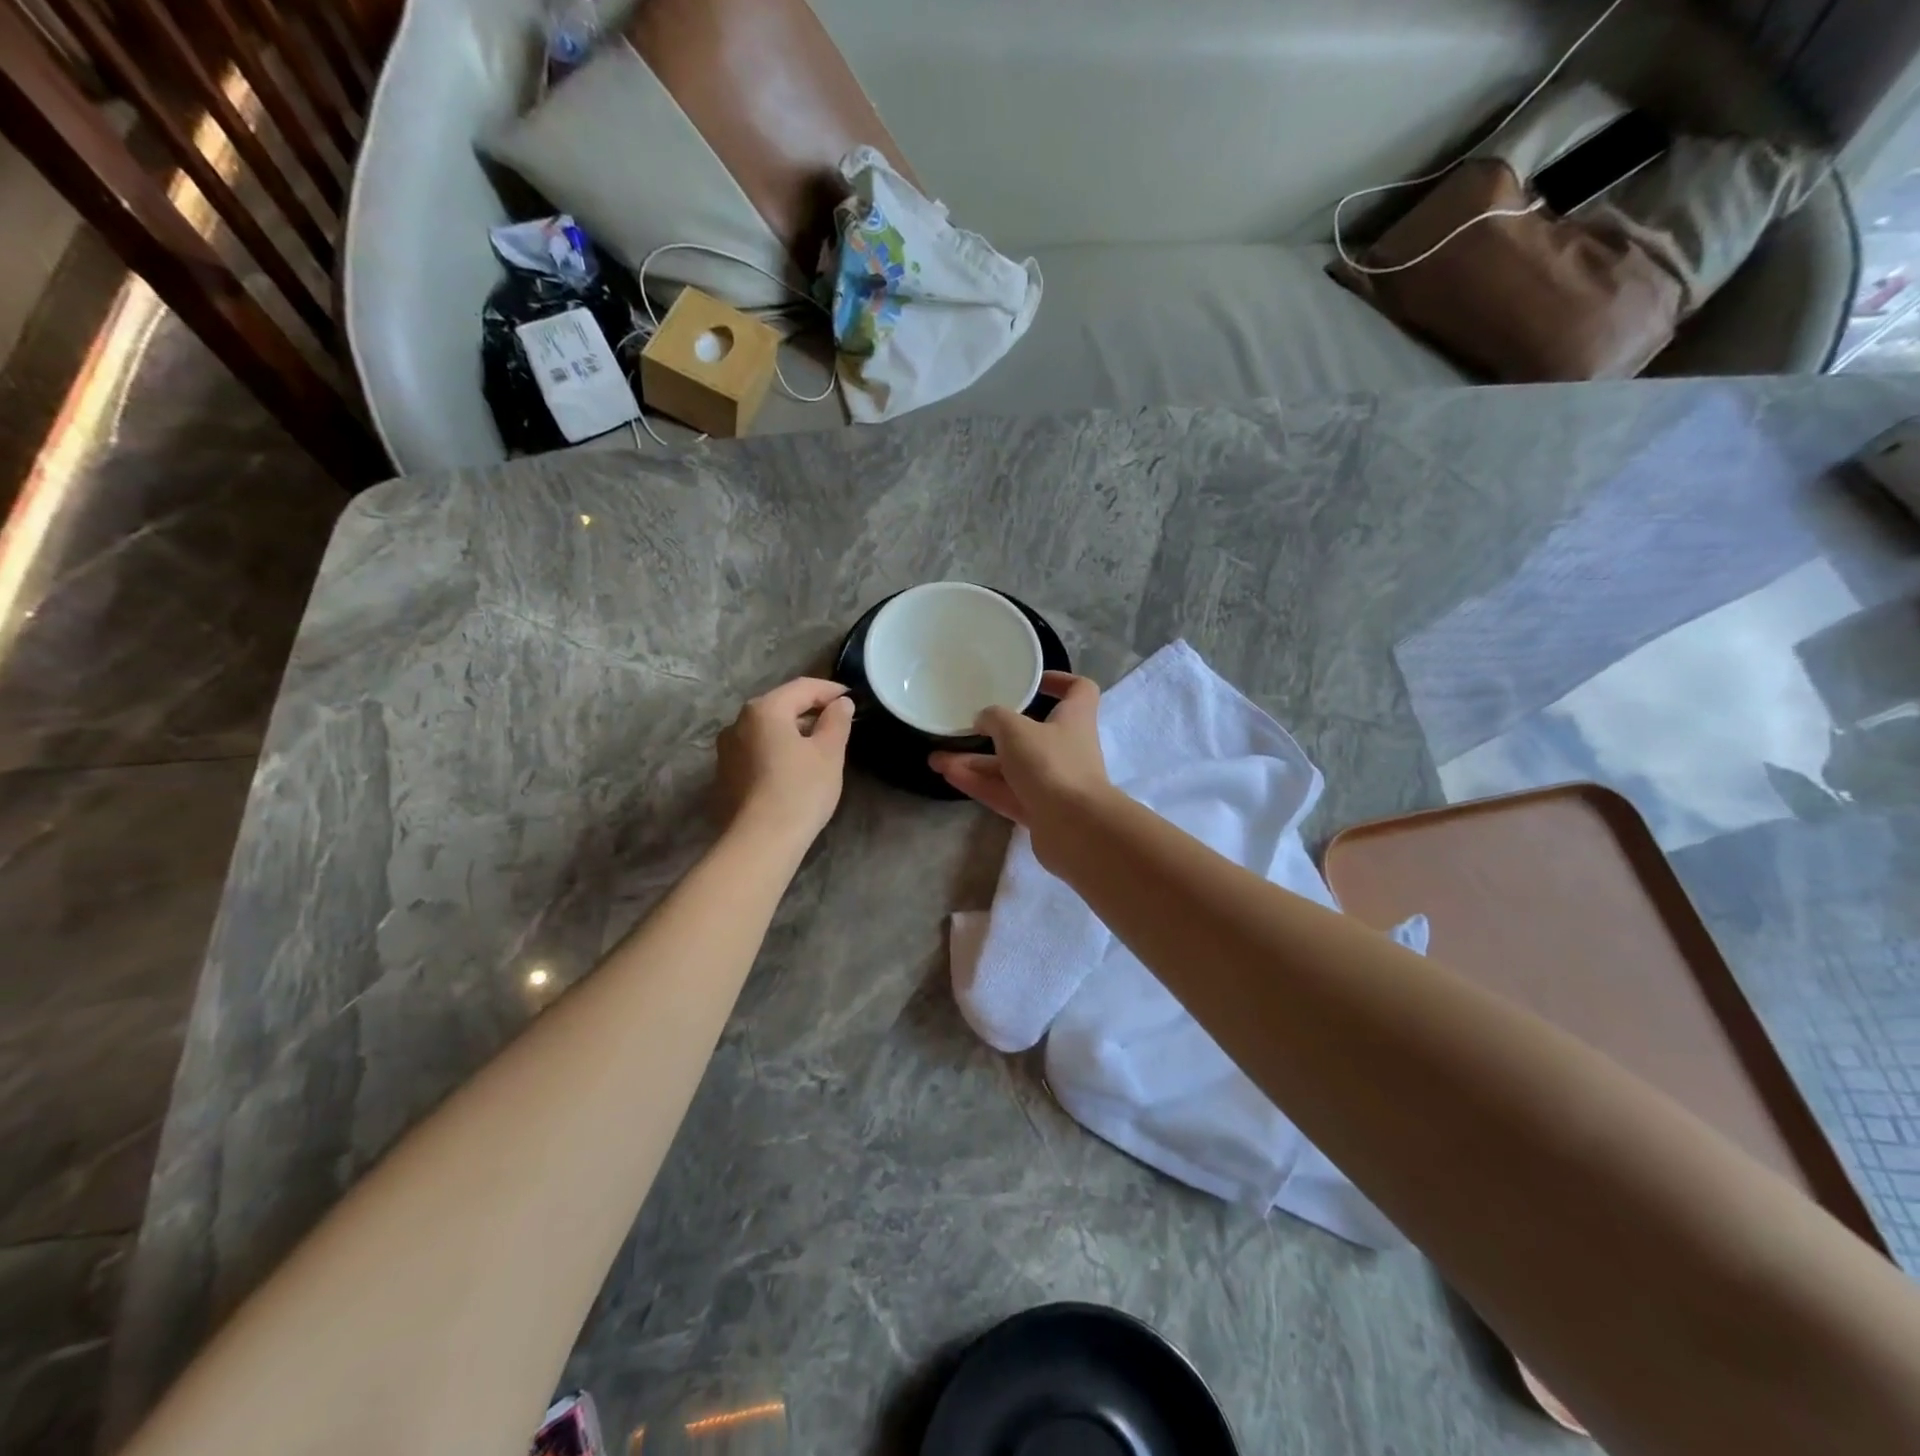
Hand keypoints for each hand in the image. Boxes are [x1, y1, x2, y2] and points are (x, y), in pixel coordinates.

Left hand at [717, 678, 854, 846]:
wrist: (761, 840)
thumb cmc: (800, 789)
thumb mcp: (829, 752)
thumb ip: (837, 721)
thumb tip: (840, 704)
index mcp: (764, 709)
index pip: (803, 687)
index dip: (831, 690)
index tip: (853, 699)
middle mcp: (739, 722)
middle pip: (781, 706)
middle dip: (811, 710)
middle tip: (839, 723)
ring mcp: (728, 749)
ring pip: (768, 729)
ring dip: (794, 731)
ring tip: (819, 747)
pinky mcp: (726, 774)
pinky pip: (758, 750)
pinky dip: (778, 750)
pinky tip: (795, 768)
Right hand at [929, 672, 1111, 839]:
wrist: (1076, 829)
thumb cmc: (1051, 764)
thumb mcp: (1015, 730)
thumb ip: (995, 718)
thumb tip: (983, 720)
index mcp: (1074, 718)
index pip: (1079, 690)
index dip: (1059, 680)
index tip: (1032, 682)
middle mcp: (1066, 749)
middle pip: (1031, 734)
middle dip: (995, 731)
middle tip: (965, 726)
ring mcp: (1053, 783)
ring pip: (1010, 768)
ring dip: (976, 763)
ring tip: (937, 758)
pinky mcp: (1039, 812)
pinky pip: (1005, 792)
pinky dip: (979, 784)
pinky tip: (947, 775)